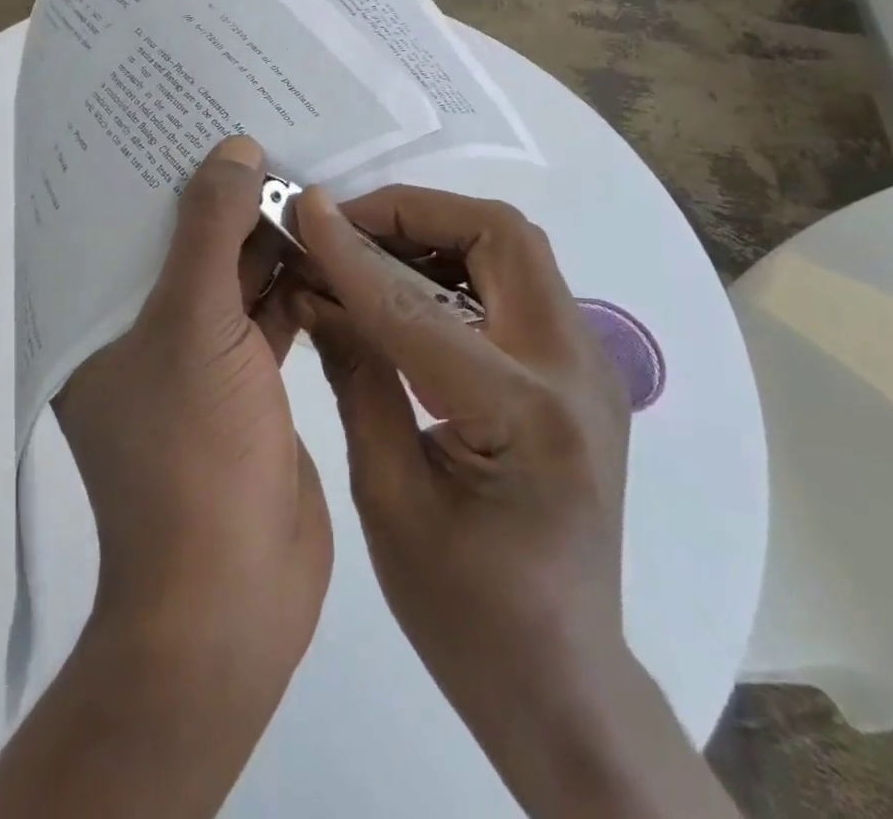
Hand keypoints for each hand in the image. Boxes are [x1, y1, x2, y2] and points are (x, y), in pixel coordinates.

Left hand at [54, 134, 330, 690]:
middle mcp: (138, 330)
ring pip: (230, 275)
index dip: (154, 168)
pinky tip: (324, 239)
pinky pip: (266, 311)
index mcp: (96, 317)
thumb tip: (234, 149)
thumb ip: (209, 230)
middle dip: (223, 195)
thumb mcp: (190, 324)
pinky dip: (292, 279)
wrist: (232, 596)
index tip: (191, 113)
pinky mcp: (246, 381)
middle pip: (182, 243)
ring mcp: (196, 358)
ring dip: (265, 235)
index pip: (119, 223)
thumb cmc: (188, 452)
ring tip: (303, 171)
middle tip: (265, 129)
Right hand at [295, 185, 731, 817]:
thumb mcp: (387, 495)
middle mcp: (574, 371)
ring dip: (435, 230)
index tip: (303, 211)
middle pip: (500, 235)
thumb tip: (312, 288)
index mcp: (524, 415)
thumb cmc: (464, 612)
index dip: (350, 253)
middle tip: (344, 227)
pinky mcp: (580, 372)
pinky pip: (517, 281)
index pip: (415, 305)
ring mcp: (589, 367)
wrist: (561, 681)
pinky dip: (456, 262)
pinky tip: (405, 290)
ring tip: (366, 251)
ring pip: (513, 247)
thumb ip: (355, 375)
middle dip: (413, 212)